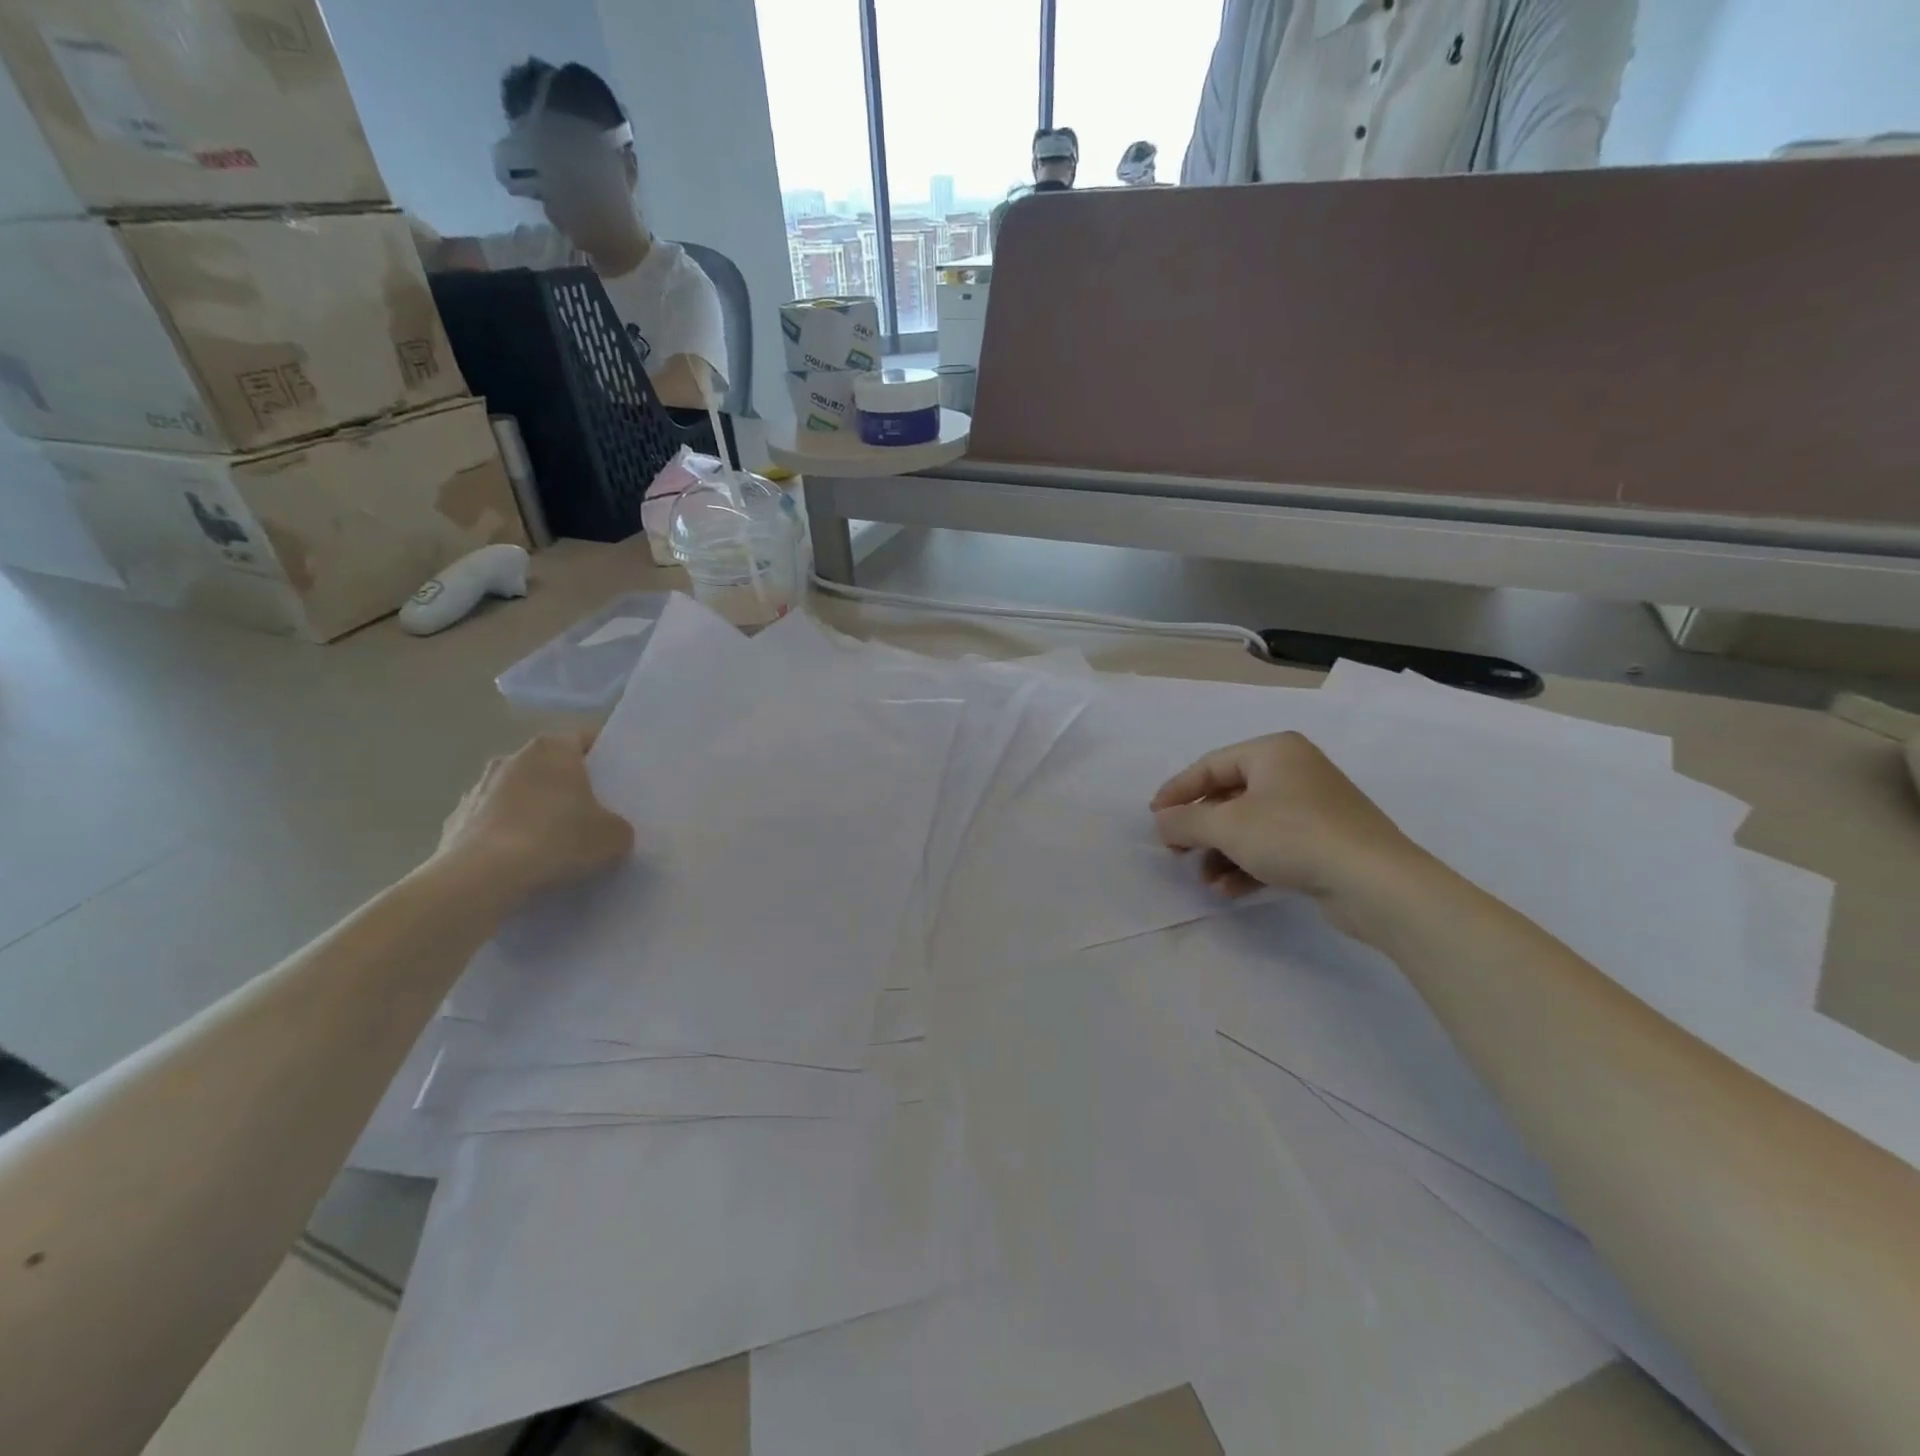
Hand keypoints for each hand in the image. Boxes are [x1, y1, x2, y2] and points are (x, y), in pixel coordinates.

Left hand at [435, 731, 634, 904]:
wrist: (482, 878)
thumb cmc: (556, 840)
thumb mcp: (613, 837)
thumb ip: (617, 826)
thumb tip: (609, 830)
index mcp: (552, 749)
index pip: (585, 739)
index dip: (604, 758)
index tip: (616, 781)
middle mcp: (511, 757)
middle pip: (549, 766)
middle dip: (566, 786)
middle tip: (589, 815)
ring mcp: (477, 788)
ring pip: (517, 793)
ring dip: (532, 810)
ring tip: (551, 845)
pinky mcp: (454, 821)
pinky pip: (490, 823)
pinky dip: (504, 836)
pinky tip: (518, 864)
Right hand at [1151, 732, 1427, 935]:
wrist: (1375, 882)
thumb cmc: (1293, 836)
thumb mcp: (1227, 826)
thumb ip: (1185, 822)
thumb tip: (1160, 821)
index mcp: (1273, 752)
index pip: (1210, 766)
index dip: (1178, 792)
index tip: (1154, 818)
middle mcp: (1293, 772)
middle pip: (1229, 796)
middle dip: (1200, 829)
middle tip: (1176, 851)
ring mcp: (1312, 808)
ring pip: (1250, 826)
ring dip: (1221, 853)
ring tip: (1205, 880)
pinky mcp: (1325, 842)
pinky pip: (1273, 846)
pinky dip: (1248, 865)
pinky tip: (1230, 890)